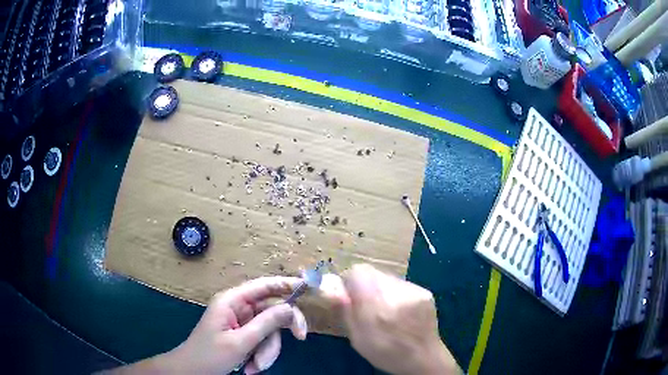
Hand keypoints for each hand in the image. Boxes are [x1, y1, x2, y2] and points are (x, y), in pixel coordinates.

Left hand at [118, 276, 308, 374]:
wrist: (192, 372)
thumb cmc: (210, 355)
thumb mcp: (240, 342)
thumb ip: (267, 324)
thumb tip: (291, 308)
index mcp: (232, 301)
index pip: (264, 285)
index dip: (287, 283)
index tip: (310, 287)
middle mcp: (238, 308)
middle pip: (272, 312)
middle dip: (278, 333)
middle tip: (301, 339)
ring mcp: (242, 322)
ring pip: (269, 331)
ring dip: (267, 352)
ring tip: (254, 367)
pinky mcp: (243, 335)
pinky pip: (262, 342)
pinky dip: (261, 356)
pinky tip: (250, 368)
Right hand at [338, 264, 459, 374]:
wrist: (423, 358)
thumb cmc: (385, 353)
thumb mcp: (357, 338)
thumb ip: (346, 311)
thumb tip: (333, 288)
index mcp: (375, 306)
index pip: (357, 272)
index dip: (349, 282)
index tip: (350, 296)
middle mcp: (395, 292)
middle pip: (372, 273)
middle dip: (365, 286)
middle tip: (367, 305)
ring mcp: (413, 290)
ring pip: (388, 278)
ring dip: (381, 289)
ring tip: (386, 310)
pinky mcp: (425, 291)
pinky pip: (402, 285)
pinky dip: (397, 294)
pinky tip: (400, 311)